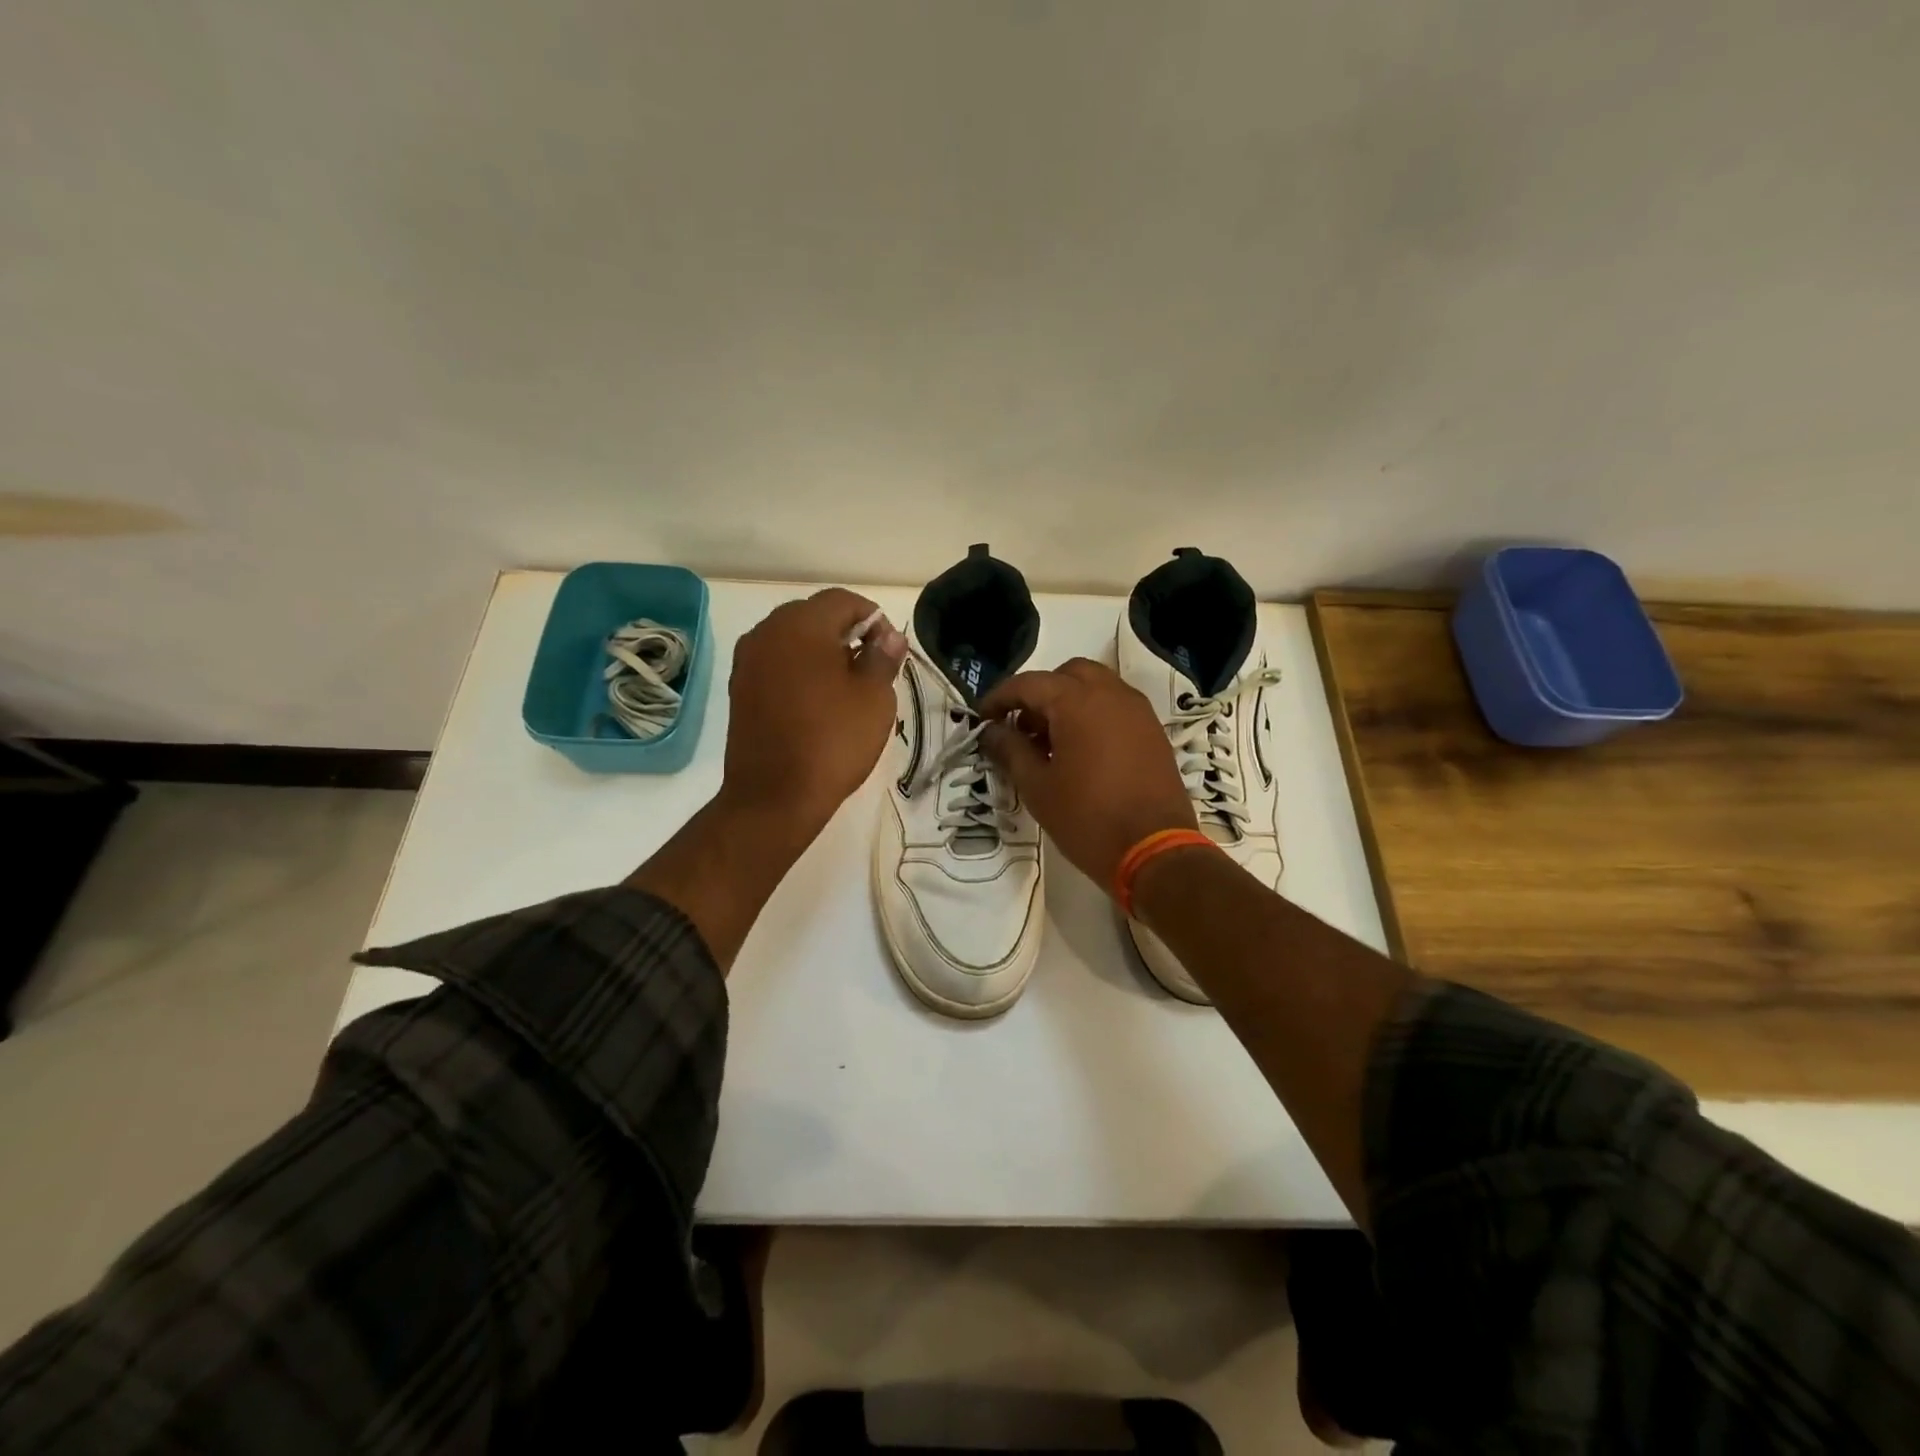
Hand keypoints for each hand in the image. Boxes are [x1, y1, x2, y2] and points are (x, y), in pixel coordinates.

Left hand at [720, 588, 905, 836]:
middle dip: (845, 632)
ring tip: (845, 688)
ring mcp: (748, 660)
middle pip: (813, 615)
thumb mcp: (874, 698)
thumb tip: (888, 635)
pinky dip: (798, 670)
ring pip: (792, 639)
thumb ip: (883, 657)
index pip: (842, 600)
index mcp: (801, 625)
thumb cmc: (832, 741)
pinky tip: (816, 702)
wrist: (774, 796)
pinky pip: (776, 663)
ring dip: (821, 651)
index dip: (873, 618)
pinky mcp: (740, 688)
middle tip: (870, 669)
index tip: (889, 650)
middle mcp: (767, 632)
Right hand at [977, 657, 1196, 888]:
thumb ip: (1010, 750)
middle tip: (1022, 728)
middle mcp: (1111, 694)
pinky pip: (1116, 707)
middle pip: (1066, 675)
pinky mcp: (1153, 732)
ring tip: (1050, 743)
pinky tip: (1081, 753)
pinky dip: (1093, 715)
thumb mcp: (1037, 787)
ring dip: (1068, 702)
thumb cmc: (1087, 819)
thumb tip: (990, 731)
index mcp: (1078, 702)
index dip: (999, 698)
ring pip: (1095, 687)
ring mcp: (1138, 711)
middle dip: (1039, 694)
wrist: (1155, 852)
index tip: (982, 720)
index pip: (1028, 683)